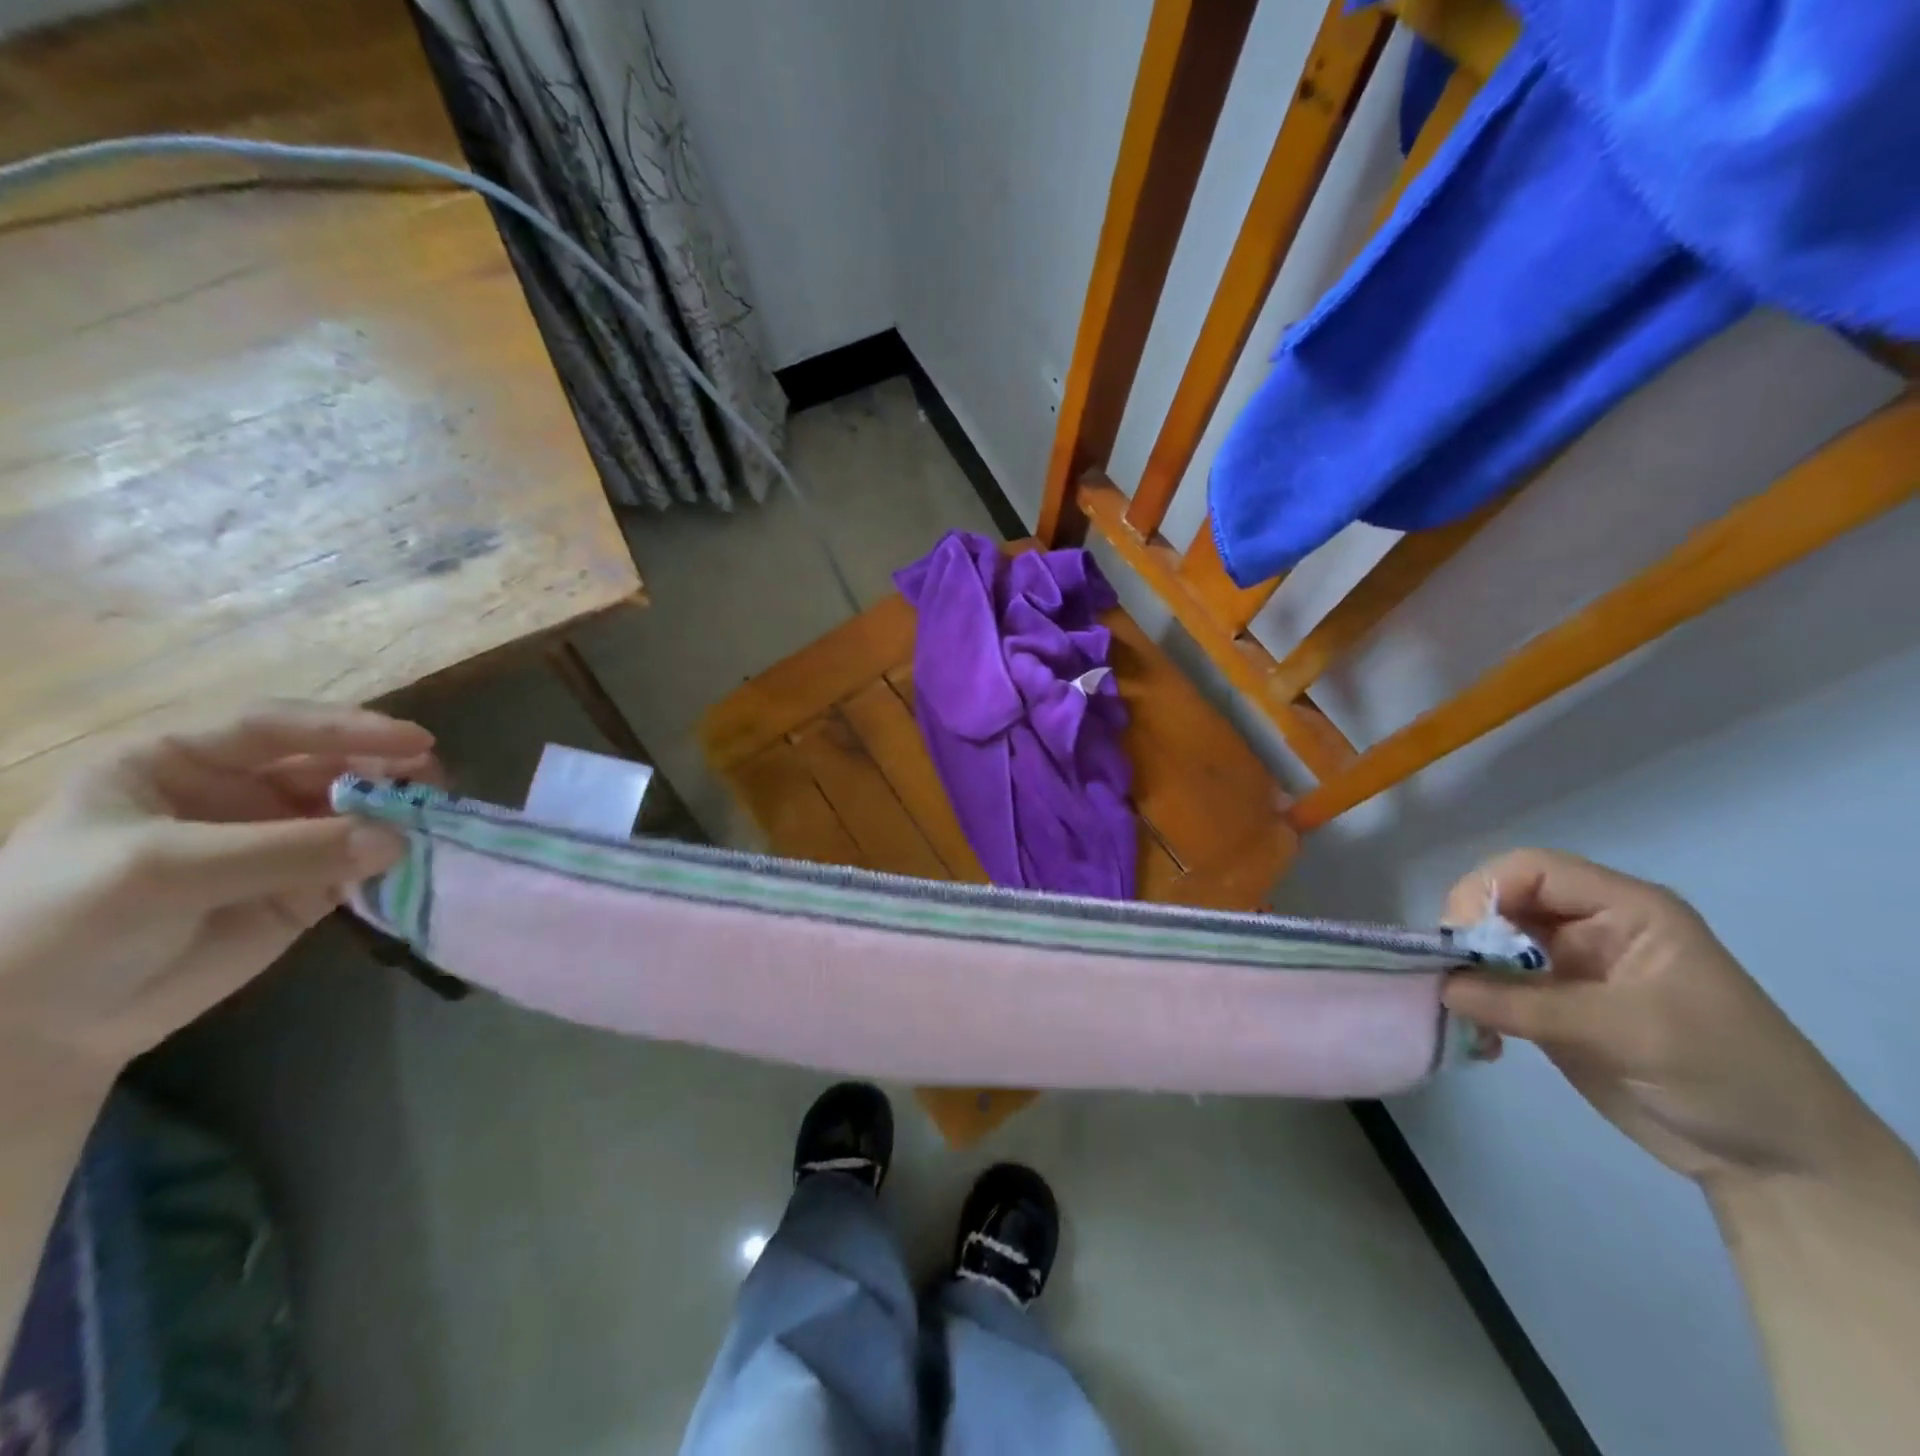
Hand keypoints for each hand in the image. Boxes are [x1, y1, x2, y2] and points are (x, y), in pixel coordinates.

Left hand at [0, 702, 434, 1081]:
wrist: (34, 1030)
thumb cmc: (64, 920)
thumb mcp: (164, 870)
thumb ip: (286, 850)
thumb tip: (398, 840)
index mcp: (183, 763)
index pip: (276, 727)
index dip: (348, 729)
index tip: (416, 742)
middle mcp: (238, 793)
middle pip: (328, 766)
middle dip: (384, 771)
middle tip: (435, 783)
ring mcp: (275, 842)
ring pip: (354, 814)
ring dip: (397, 815)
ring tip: (439, 821)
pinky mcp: (302, 891)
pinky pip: (359, 866)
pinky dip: (393, 863)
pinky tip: (421, 861)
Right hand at [1441, 849, 1895, 1188]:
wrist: (1781, 1162)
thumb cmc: (1724, 1073)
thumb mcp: (1626, 1031)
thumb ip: (1525, 1003)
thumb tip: (1441, 985)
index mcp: (1625, 909)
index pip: (1532, 870)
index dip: (1485, 892)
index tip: (1458, 940)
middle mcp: (1591, 927)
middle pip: (1503, 901)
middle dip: (1467, 933)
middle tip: (1447, 975)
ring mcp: (1571, 966)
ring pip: (1490, 943)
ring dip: (1465, 971)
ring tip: (1458, 1011)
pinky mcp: (1554, 1005)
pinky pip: (1494, 986)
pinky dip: (1474, 1003)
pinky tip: (1480, 1037)